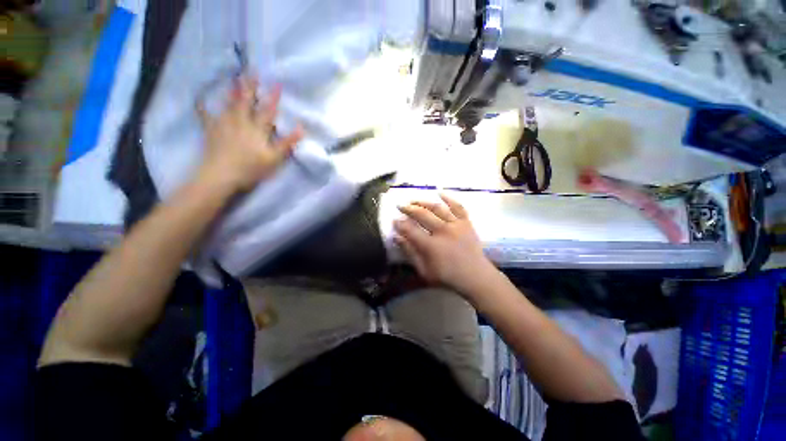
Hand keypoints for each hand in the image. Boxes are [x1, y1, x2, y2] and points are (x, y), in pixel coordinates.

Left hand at [196, 74, 303, 192]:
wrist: (221, 175)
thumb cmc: (251, 168)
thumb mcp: (274, 158)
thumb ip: (287, 143)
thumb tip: (301, 128)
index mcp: (257, 129)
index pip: (268, 111)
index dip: (273, 98)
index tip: (277, 84)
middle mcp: (241, 122)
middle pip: (246, 102)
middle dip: (251, 87)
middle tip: (252, 72)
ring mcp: (224, 125)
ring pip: (229, 105)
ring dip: (233, 92)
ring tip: (234, 79)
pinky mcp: (211, 131)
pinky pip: (206, 116)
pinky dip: (203, 107)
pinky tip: (200, 99)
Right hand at [394, 194, 497, 296]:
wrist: (475, 277)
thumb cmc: (447, 277)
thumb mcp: (424, 270)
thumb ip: (410, 253)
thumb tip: (397, 237)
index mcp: (431, 245)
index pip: (410, 230)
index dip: (400, 224)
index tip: (394, 220)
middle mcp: (443, 231)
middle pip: (422, 215)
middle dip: (409, 209)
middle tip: (400, 206)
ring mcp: (456, 225)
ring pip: (437, 208)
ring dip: (424, 202)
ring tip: (414, 200)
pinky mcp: (466, 223)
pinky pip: (458, 207)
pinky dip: (449, 199)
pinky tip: (440, 193)